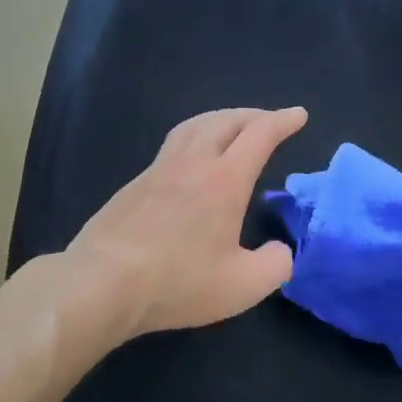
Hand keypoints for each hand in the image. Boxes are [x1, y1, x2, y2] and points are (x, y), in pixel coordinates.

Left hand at [68, 106, 307, 336]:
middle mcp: (192, 163)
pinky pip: (171, 147)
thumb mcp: (243, 286)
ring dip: (220, 119)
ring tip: (231, 128)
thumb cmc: (178, 282)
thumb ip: (274, 266)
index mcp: (224, 180)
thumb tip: (280, 251)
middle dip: (253, 115)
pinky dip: (193, 139)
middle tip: (269, 121)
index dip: (282, 121)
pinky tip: (191, 163)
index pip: (260, 134)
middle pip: (225, 120)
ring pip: (193, 126)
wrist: (102, 283)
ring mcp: (158, 170)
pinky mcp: (133, 185)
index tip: (299, 115)